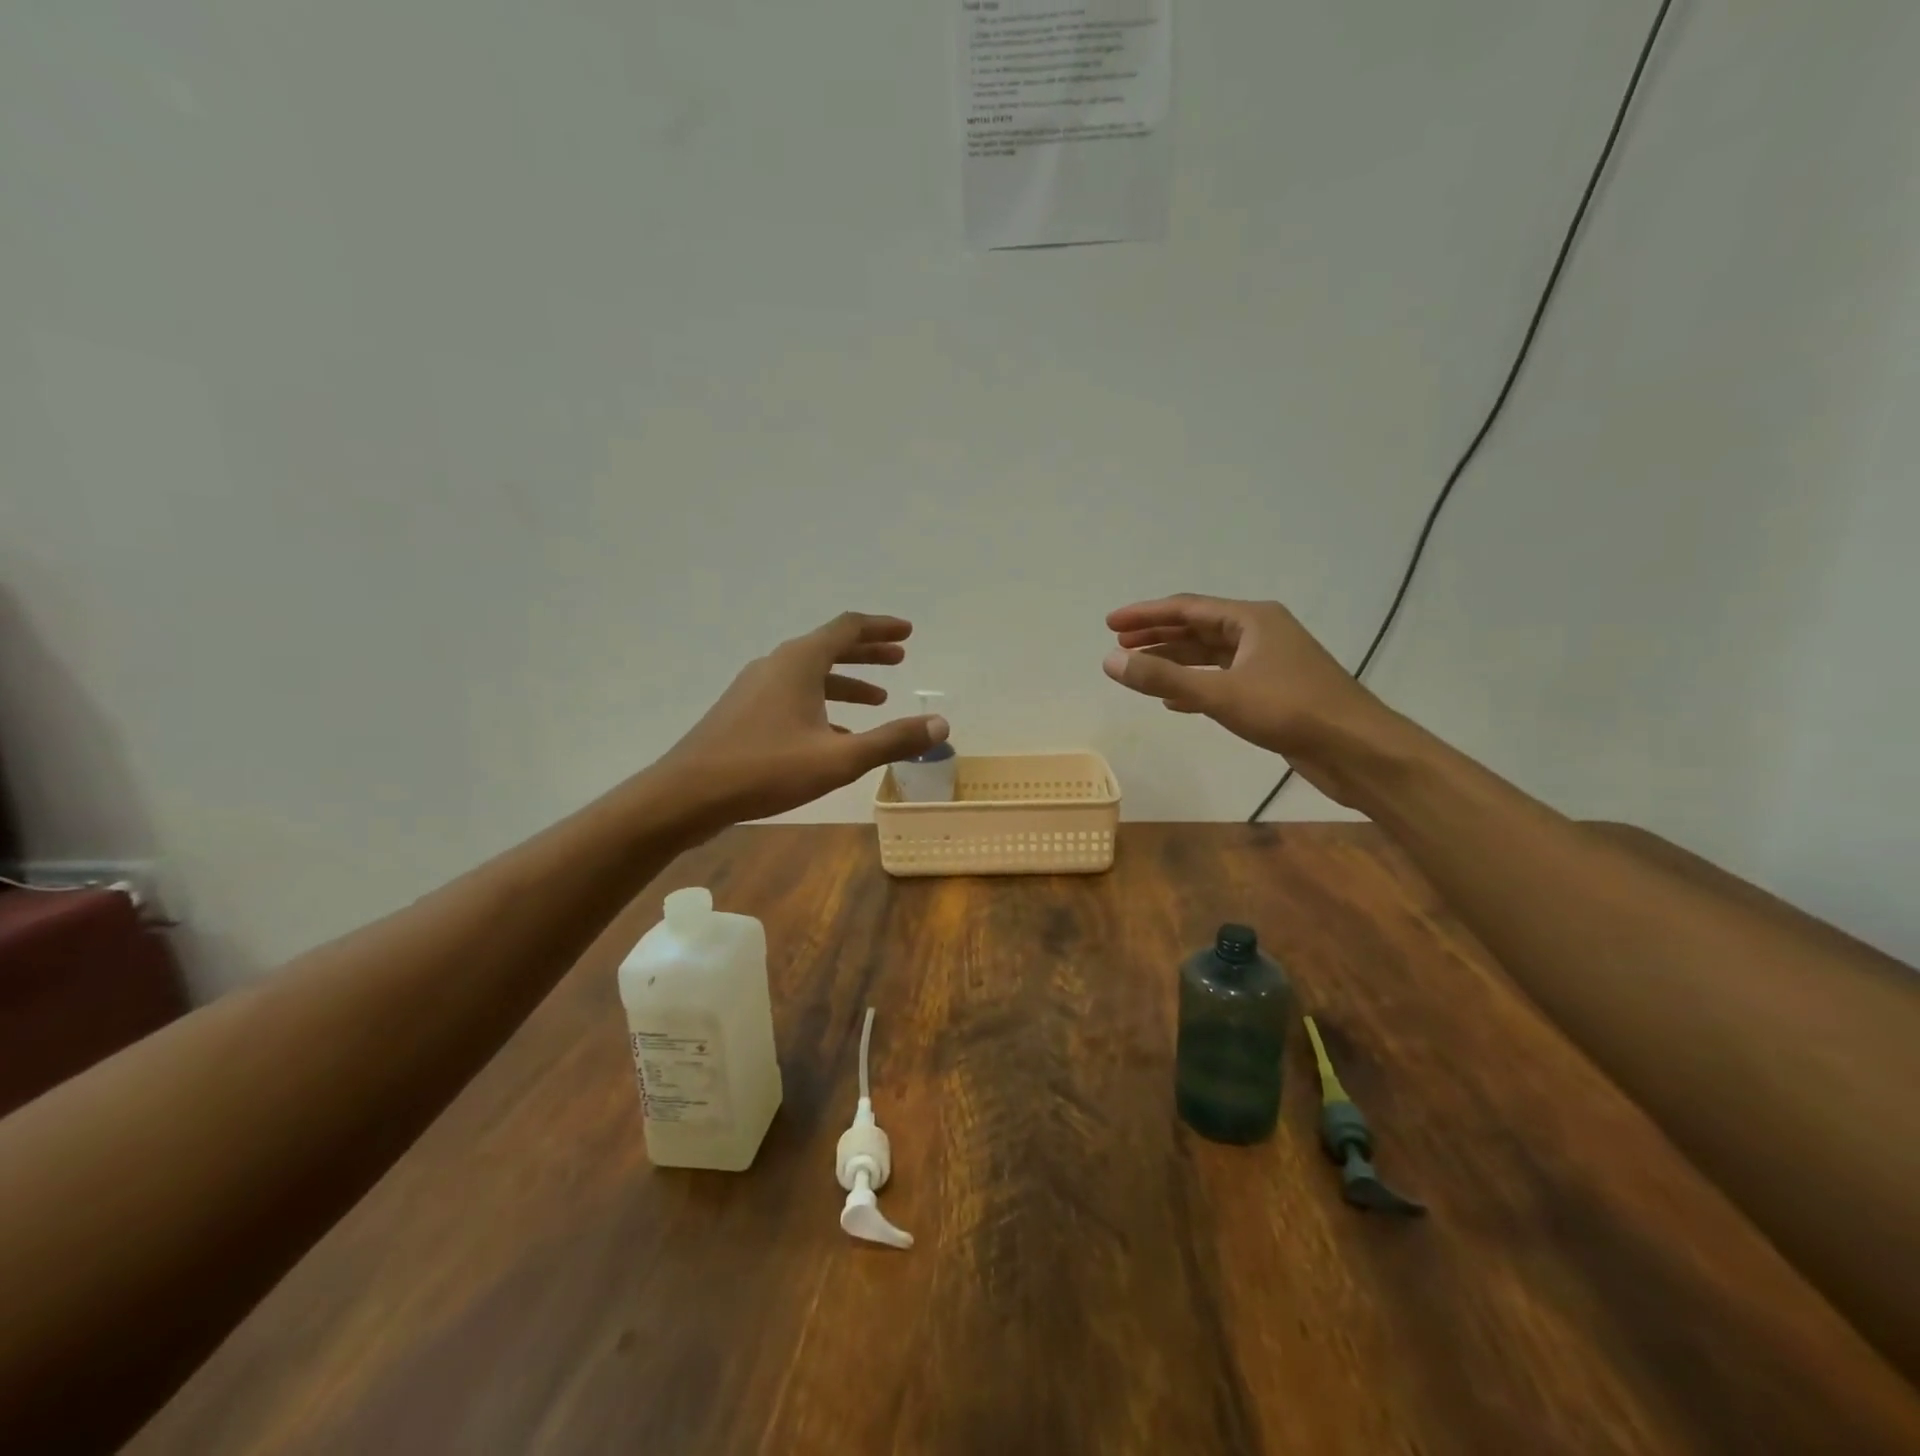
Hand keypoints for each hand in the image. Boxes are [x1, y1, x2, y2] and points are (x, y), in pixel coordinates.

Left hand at [655, 612, 947, 830]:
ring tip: (878, 699)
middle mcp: (776, 664)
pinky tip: (836, 732)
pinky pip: (793, 695)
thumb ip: (891, 740)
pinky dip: (822, 704)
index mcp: (799, 662)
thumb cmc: (765, 769)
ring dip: (846, 681)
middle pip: (829, 646)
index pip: (848, 628)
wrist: (687, 794)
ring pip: (810, 674)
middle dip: (867, 652)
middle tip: (899, 657)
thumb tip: (941, 725)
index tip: (908, 632)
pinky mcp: (743, 711)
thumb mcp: (838, 758)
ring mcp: (755, 687)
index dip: (881, 628)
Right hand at [1102, 595, 1395, 803]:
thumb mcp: (1220, 693)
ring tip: (1139, 668)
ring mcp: (1268, 662)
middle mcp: (1260, 633)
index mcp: (1252, 619)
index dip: (1145, 614)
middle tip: (1119, 644)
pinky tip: (1174, 701)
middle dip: (1157, 635)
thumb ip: (1163, 678)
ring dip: (1174, 660)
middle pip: (1198, 628)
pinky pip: (1223, 679)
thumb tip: (1110, 661)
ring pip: (1210, 655)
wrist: (1356, 749)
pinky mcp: (1272, 691)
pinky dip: (1195, 685)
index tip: (1110, 623)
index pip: (1187, 608)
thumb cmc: (1290, 711)